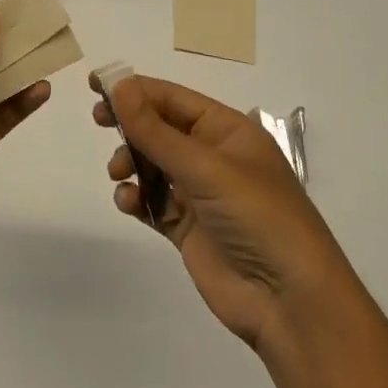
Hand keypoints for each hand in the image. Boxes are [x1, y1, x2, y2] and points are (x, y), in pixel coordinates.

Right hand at [97, 76, 353, 355]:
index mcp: (227, 130)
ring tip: (119, 173)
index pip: (173, 98)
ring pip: (153, 164)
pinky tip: (128, 202)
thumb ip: (155, 129)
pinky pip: (154, 202)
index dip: (135, 89)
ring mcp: (201, 194)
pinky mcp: (189, 229)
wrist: (290, 302)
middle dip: (130, 124)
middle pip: (160, 128)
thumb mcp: (204, 166)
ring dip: (131, 162)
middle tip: (99, 120)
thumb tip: (119, 84)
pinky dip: (137, 198)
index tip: (96, 84)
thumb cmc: (256, 216)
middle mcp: (214, 157)